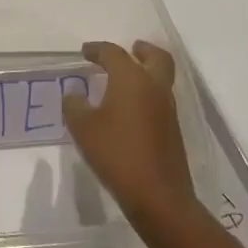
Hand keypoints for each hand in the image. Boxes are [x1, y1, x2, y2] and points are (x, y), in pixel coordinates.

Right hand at [63, 41, 196, 226]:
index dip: (97, 50)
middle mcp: (154, 87)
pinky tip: (131, 110)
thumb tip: (74, 95)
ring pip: (161, 79)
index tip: (85, 52)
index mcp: (132, 79)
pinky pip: (161, 100)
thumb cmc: (117, 154)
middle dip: (142, 50)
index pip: (114, 53)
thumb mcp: (83, 128)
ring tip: (125, 81)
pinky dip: (148, 95)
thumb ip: (74, 106)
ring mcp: (168, 110)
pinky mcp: (173, 131)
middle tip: (130, 49)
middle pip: (156, 57)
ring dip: (146, 73)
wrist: (159, 197)